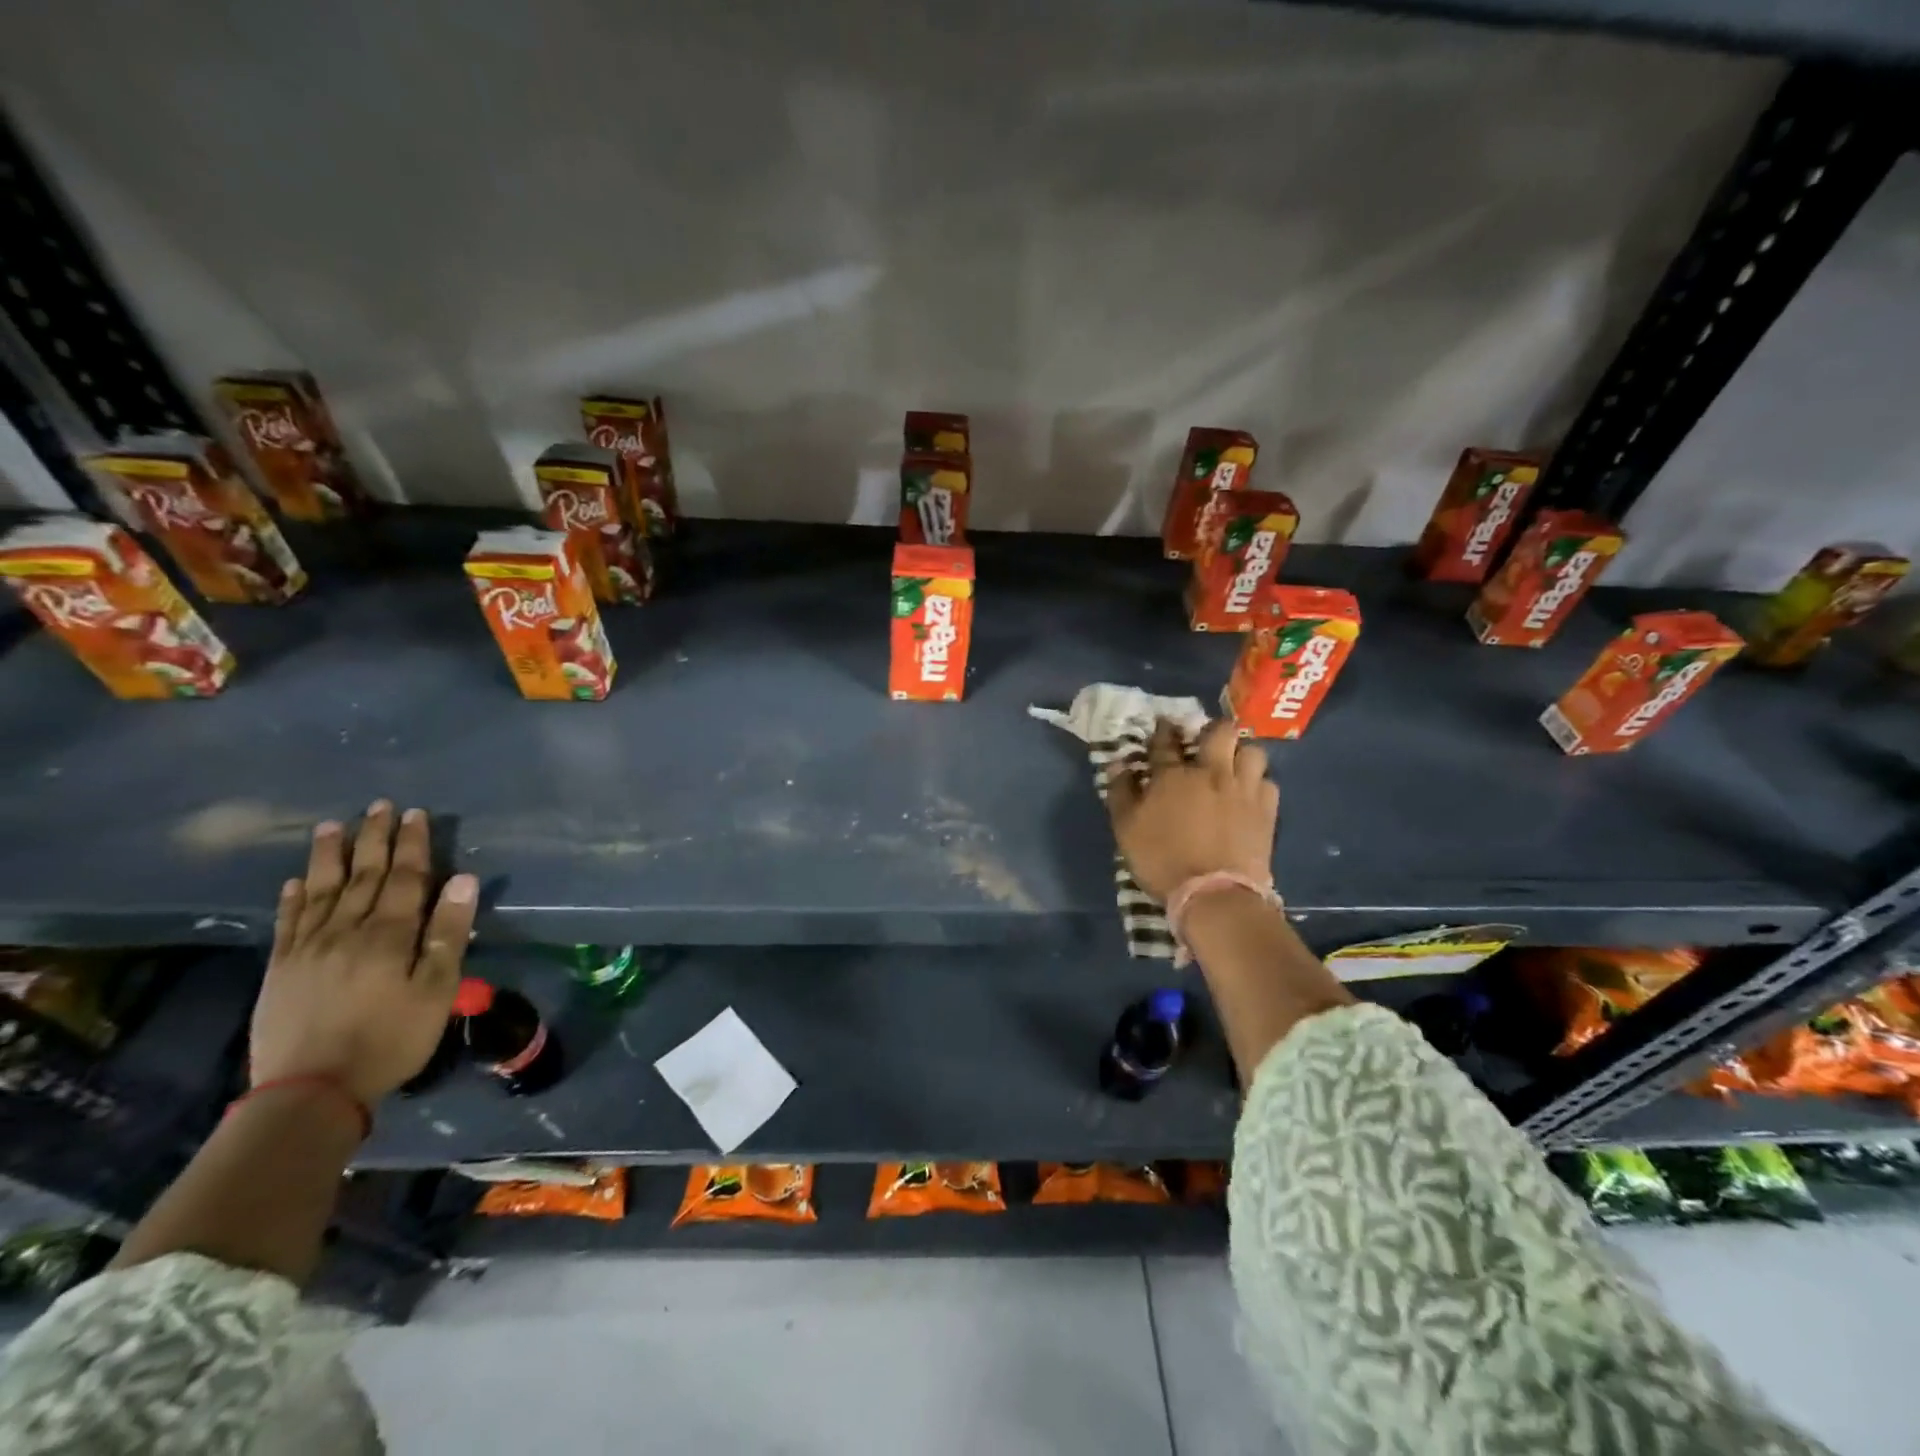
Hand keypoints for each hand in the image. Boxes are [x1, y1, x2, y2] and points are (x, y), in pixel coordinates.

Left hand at [250, 802, 479, 1107]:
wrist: (311, 1092)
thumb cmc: (391, 1038)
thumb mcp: (437, 989)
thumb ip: (449, 932)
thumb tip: (462, 879)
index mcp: (389, 935)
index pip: (404, 878)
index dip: (411, 844)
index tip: (414, 814)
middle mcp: (346, 931)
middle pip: (362, 876)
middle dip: (373, 839)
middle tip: (379, 806)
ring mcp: (307, 949)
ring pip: (321, 890)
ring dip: (329, 856)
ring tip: (332, 826)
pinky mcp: (280, 969)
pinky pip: (287, 923)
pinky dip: (293, 897)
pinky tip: (296, 880)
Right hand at [1106, 719, 1278, 900]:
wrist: (1214, 894)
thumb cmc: (1162, 860)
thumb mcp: (1126, 829)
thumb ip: (1121, 793)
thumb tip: (1118, 765)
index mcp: (1173, 775)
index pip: (1165, 741)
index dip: (1162, 730)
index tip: (1162, 726)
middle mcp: (1212, 772)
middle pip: (1220, 732)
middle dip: (1212, 730)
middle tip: (1205, 742)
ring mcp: (1243, 789)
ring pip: (1252, 751)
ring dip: (1241, 753)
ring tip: (1233, 765)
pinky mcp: (1267, 810)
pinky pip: (1268, 782)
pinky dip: (1258, 783)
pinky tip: (1249, 794)